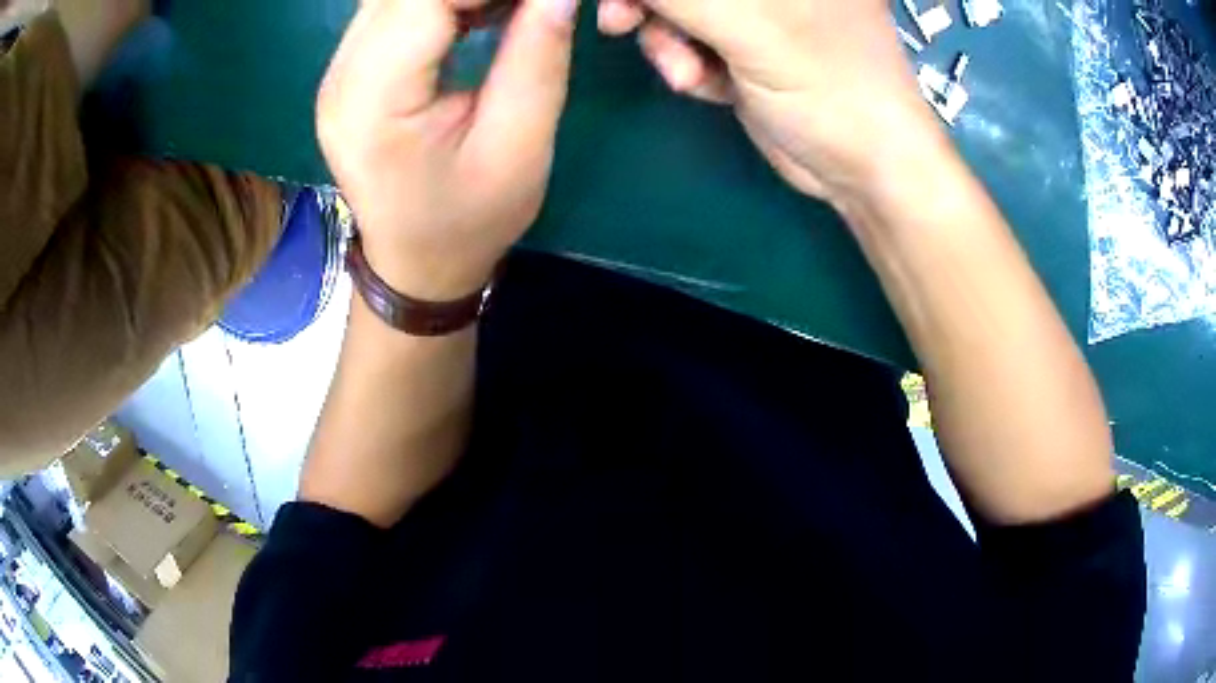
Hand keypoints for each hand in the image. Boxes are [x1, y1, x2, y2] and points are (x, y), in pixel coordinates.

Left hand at [318, 0, 578, 300]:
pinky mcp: (348, 69)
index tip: (536, 0)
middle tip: (525, 7)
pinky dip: (441, 0)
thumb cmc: (469, 220)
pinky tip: (477, 13)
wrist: (416, 263)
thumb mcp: (521, 145)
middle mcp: (340, 76)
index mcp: (373, 101)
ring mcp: (336, 71)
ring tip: (506, 9)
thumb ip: (537, 56)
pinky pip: (394, 7)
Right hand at [598, 0, 938, 203]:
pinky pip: (693, 40)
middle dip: (653, 5)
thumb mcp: (754, 28)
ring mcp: (760, 15)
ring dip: (669, 42)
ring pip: (682, 10)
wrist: (865, 170)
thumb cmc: (830, 89)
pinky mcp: (747, 49)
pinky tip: (711, 87)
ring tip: (688, 75)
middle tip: (621, 23)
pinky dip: (688, 63)